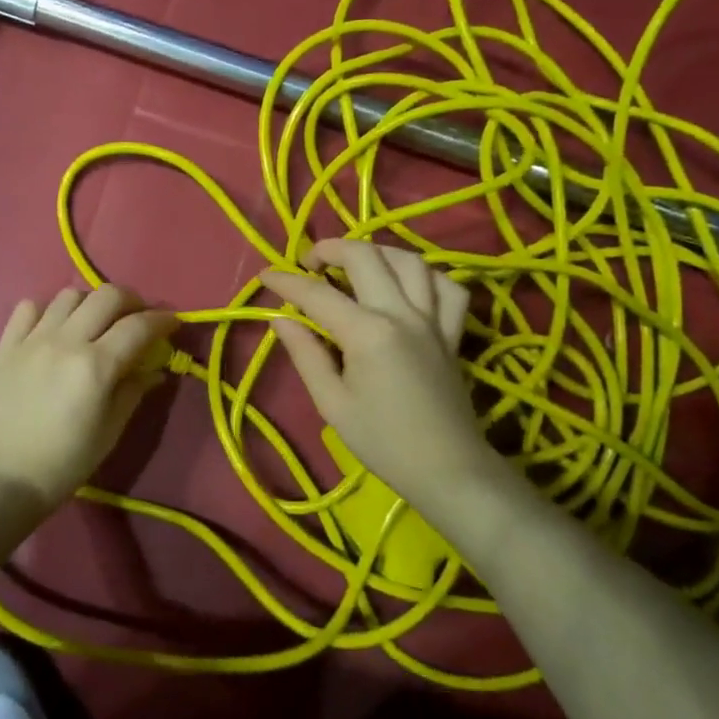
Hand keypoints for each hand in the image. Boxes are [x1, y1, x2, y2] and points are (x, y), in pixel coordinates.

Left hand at [0, 284, 178, 514]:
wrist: (2, 479)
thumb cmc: (64, 463)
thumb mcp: (110, 432)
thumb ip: (133, 392)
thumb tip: (154, 369)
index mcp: (95, 366)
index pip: (139, 326)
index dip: (163, 320)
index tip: (173, 323)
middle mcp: (65, 341)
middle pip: (106, 296)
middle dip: (131, 301)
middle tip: (137, 319)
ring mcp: (32, 340)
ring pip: (69, 295)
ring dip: (90, 303)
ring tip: (95, 323)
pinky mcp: (6, 346)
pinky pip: (29, 307)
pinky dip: (48, 310)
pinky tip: (54, 329)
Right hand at [260, 239, 498, 511]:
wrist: (446, 469)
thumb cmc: (382, 442)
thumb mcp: (332, 403)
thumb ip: (306, 355)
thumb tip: (281, 319)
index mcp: (368, 333)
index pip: (318, 295)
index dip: (287, 282)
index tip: (266, 276)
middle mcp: (402, 314)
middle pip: (366, 257)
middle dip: (331, 249)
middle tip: (309, 263)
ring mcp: (432, 319)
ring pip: (410, 260)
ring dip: (378, 252)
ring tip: (355, 264)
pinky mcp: (452, 332)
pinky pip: (448, 287)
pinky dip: (427, 275)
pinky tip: (407, 285)